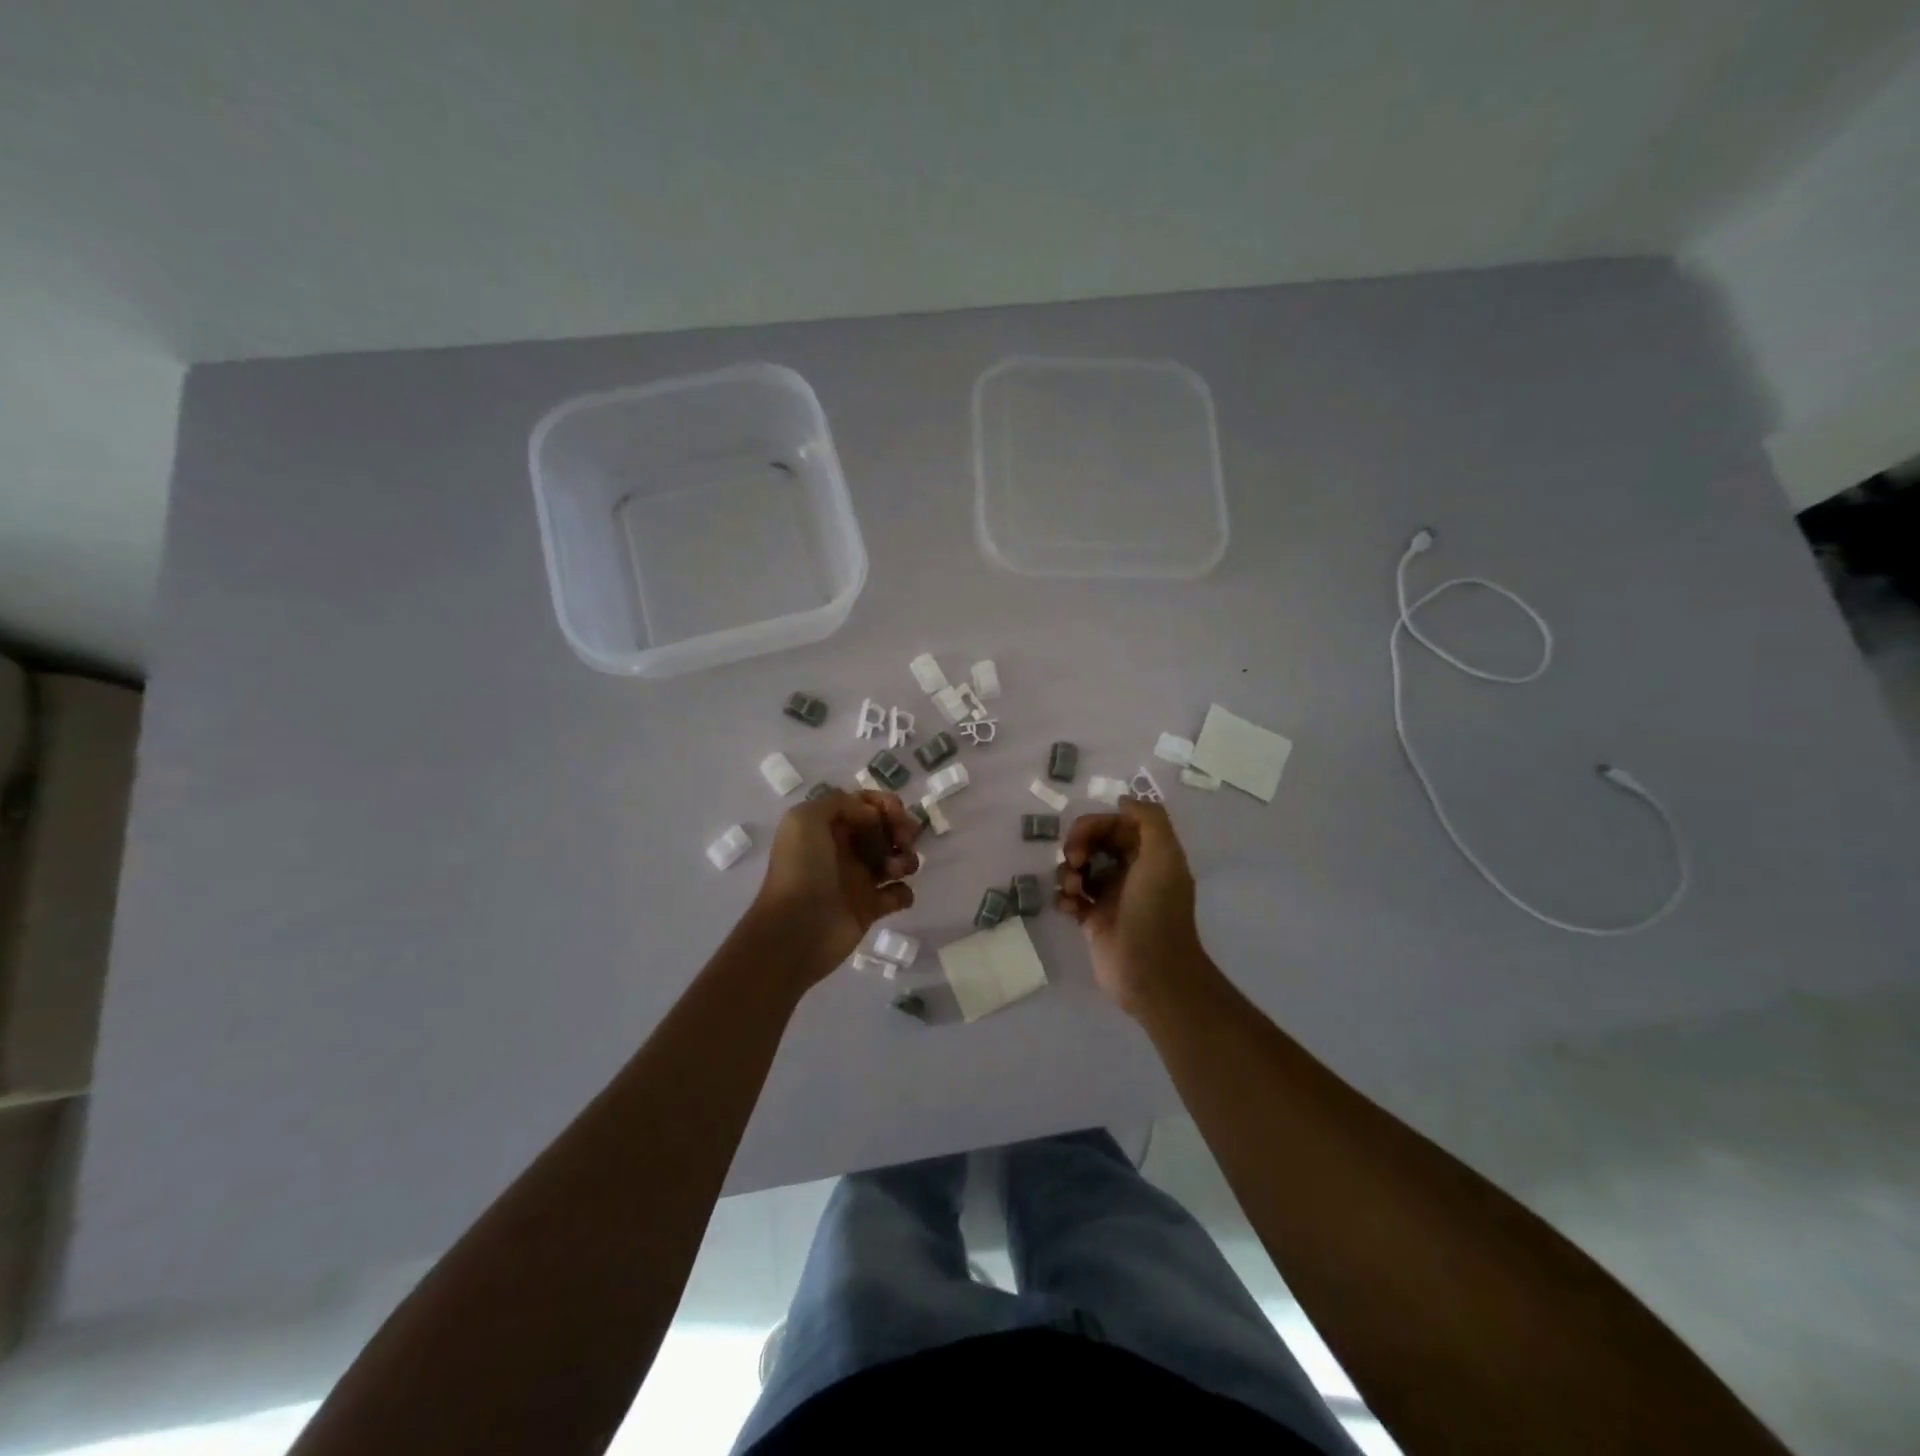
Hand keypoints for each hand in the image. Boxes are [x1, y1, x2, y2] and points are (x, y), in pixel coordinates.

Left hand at [751, 790, 920, 982]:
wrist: (795, 929)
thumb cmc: (800, 870)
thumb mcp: (805, 819)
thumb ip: (840, 803)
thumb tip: (873, 816)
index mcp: (829, 827)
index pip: (866, 805)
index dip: (885, 805)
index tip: (896, 814)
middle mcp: (845, 850)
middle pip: (885, 829)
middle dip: (901, 829)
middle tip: (903, 842)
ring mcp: (858, 879)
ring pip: (895, 859)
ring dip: (906, 858)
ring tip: (897, 870)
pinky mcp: (869, 908)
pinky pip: (898, 894)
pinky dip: (904, 892)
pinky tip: (895, 894)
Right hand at [1055, 799, 1205, 1017]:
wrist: (1150, 972)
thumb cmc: (1156, 910)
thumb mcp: (1164, 855)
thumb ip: (1149, 819)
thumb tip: (1123, 800)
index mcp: (1149, 855)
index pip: (1116, 824)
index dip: (1096, 825)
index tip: (1082, 838)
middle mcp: (1130, 872)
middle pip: (1094, 843)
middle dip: (1077, 845)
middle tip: (1075, 862)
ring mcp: (1109, 897)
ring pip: (1078, 869)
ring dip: (1067, 872)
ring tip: (1073, 890)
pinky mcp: (1092, 921)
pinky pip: (1069, 898)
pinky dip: (1064, 898)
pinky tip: (1070, 908)